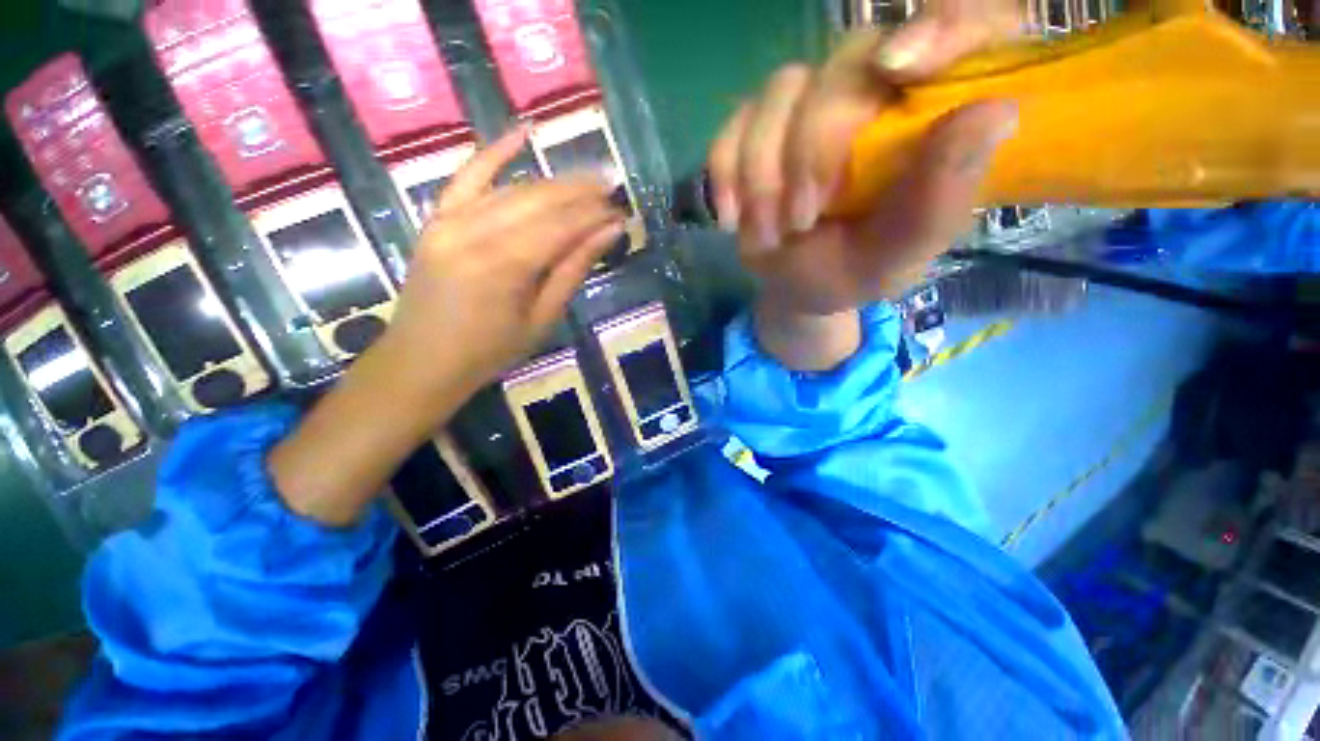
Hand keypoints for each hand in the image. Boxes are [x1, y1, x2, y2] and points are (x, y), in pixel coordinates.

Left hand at [270, 128, 622, 525]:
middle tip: (612, 190)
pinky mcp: (437, 218)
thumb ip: (573, 270)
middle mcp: (476, 232)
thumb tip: (609, 233)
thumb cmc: (490, 351)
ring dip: (554, 182)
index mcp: (505, 266)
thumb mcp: (542, 319)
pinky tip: (523, 134)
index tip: (622, 212)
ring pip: (513, 189)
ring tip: (587, 180)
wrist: (422, 360)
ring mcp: (451, 220)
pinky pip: (467, 177)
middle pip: (540, 200)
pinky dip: (494, 153)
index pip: (562, 226)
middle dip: (581, 193)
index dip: (595, 216)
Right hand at [709, 11, 1020, 368]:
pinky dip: (726, 173)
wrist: (798, 286)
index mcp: (930, 116)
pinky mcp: (758, 129)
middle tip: (801, 220)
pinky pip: (733, 125)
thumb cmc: (858, 270)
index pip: (964, 25)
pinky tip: (731, 217)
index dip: (942, 23)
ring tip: (770, 235)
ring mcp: (809, 105)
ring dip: (764, 175)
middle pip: (848, 61)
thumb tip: (996, 111)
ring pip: (782, 90)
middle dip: (814, 149)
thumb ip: (943, 196)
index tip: (901, 66)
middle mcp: (874, 91)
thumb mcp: (903, 252)